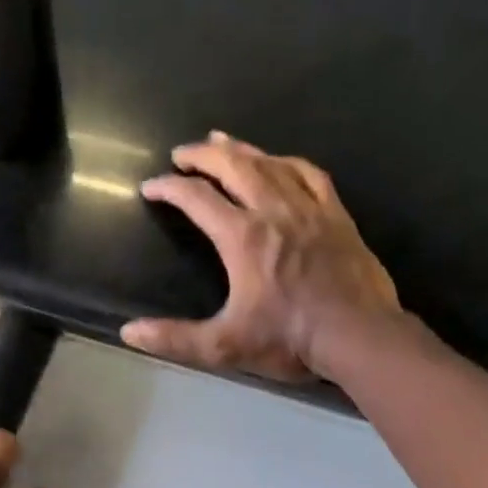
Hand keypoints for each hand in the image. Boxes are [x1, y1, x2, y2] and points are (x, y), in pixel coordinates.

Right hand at [122, 132, 402, 381]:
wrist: (359, 336)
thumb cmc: (290, 340)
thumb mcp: (224, 346)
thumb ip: (174, 338)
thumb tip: (129, 332)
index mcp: (243, 238)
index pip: (196, 199)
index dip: (168, 188)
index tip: (150, 187)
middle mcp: (273, 211)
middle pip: (234, 166)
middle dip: (202, 156)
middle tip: (182, 153)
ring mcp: (309, 209)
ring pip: (270, 163)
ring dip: (241, 150)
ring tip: (221, 142)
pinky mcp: (336, 215)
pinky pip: (309, 174)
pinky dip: (287, 161)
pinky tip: (279, 161)